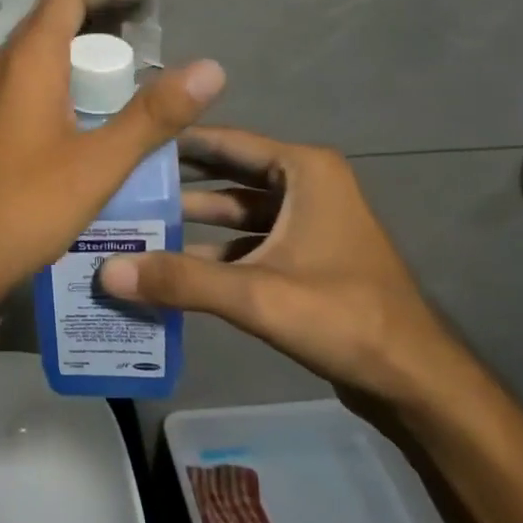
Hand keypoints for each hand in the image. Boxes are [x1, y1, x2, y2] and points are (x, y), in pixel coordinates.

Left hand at [0, 0, 225, 304]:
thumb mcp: (98, 165)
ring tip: (122, 65)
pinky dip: (58, 72)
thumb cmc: (24, 207)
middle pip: (51, 18)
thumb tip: (210, 68)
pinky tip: (81, 106)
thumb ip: (153, 115)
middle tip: (145, 30)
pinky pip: (23, 77)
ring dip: (77, 45)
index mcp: (27, 61)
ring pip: (35, 49)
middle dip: (99, 14)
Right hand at [98, 126, 460, 406]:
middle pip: (226, 175)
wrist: (415, 381)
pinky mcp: (304, 257)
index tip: (125, 143)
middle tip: (121, 187)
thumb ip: (181, 281)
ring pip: (235, 212)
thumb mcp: (257, 295)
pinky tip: (171, 270)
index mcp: (303, 170)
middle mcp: (305, 185)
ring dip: (191, 222)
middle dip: (176, 184)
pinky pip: (247, 242)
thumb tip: (107, 271)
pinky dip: (213, 253)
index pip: (225, 141)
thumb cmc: (344, 317)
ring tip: (135, 227)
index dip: (174, 142)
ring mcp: (306, 222)